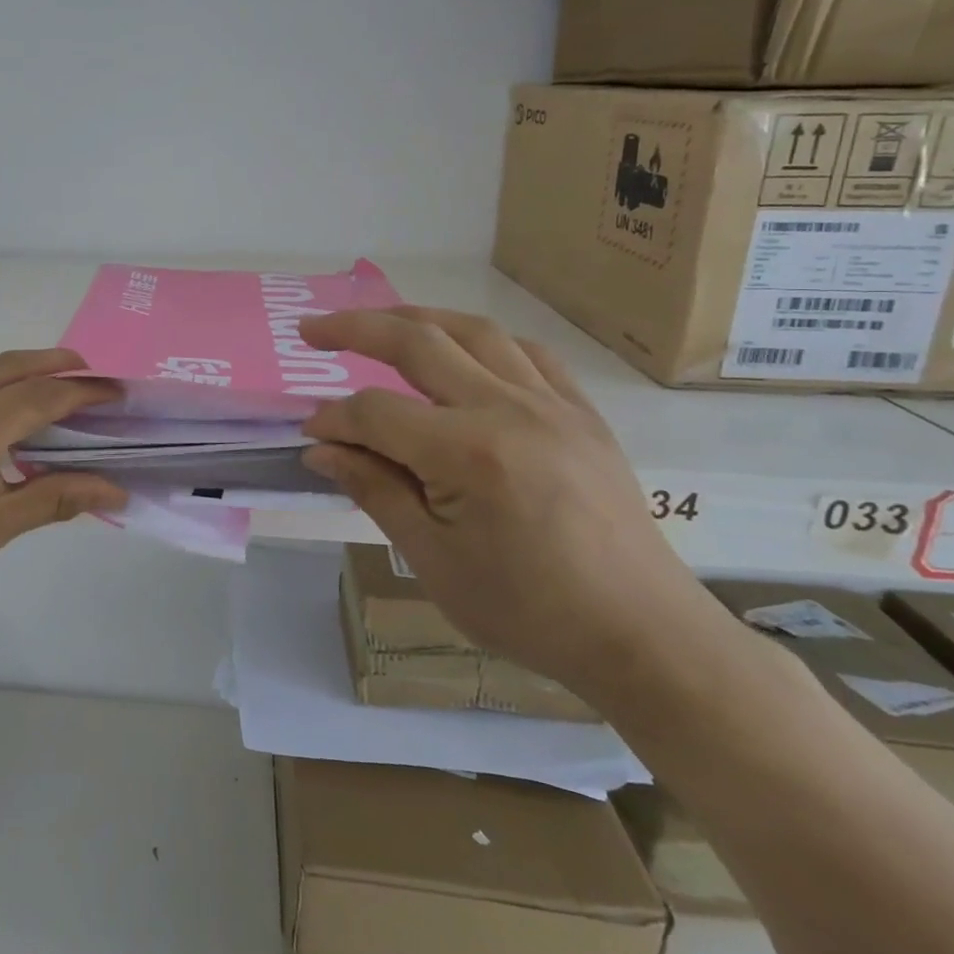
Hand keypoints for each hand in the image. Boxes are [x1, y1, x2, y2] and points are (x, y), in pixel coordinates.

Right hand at [299, 308, 724, 701]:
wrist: (642, 635)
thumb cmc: (528, 609)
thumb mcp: (433, 559)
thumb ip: (374, 490)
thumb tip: (321, 449)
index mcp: (467, 452)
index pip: (375, 412)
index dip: (334, 419)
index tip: (311, 437)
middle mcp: (508, 409)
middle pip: (417, 343)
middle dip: (355, 330)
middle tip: (311, 330)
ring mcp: (552, 404)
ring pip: (473, 332)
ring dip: (416, 318)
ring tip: (378, 322)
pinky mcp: (582, 413)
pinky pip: (527, 353)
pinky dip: (482, 340)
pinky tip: (463, 350)